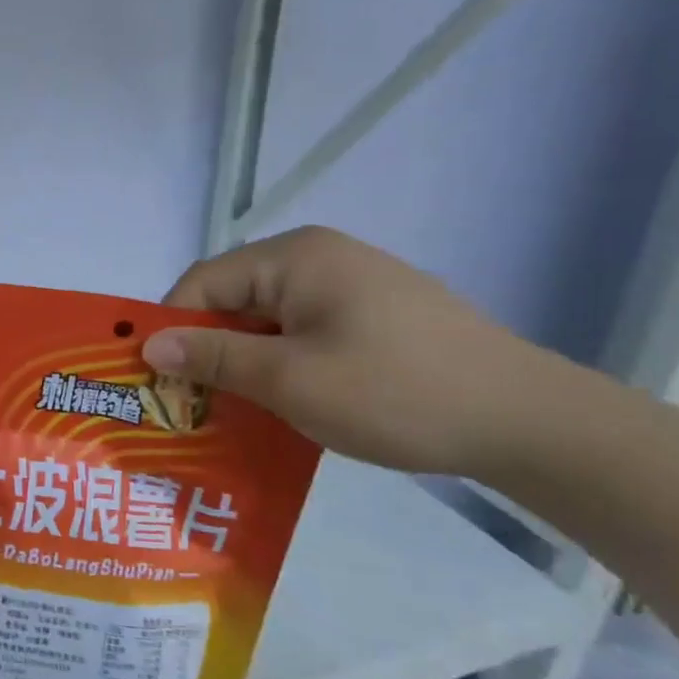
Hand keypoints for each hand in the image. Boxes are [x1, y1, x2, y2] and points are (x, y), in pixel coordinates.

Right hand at [143, 227, 554, 476]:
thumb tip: (147, 342)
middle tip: (187, 404)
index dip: (170, 329)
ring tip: (229, 412)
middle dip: (205, 350)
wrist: (530, 422)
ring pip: (267, 321)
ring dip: (242, 363)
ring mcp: (350, 285)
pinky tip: (281, 405)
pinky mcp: (374, 315)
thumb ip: (212, 357)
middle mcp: (318, 257)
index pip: (203, 283)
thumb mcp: (290, 379)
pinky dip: (280, 365)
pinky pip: (302, 333)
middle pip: (233, 299)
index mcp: (294, 256)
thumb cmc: (396, 392)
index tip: (156, 381)